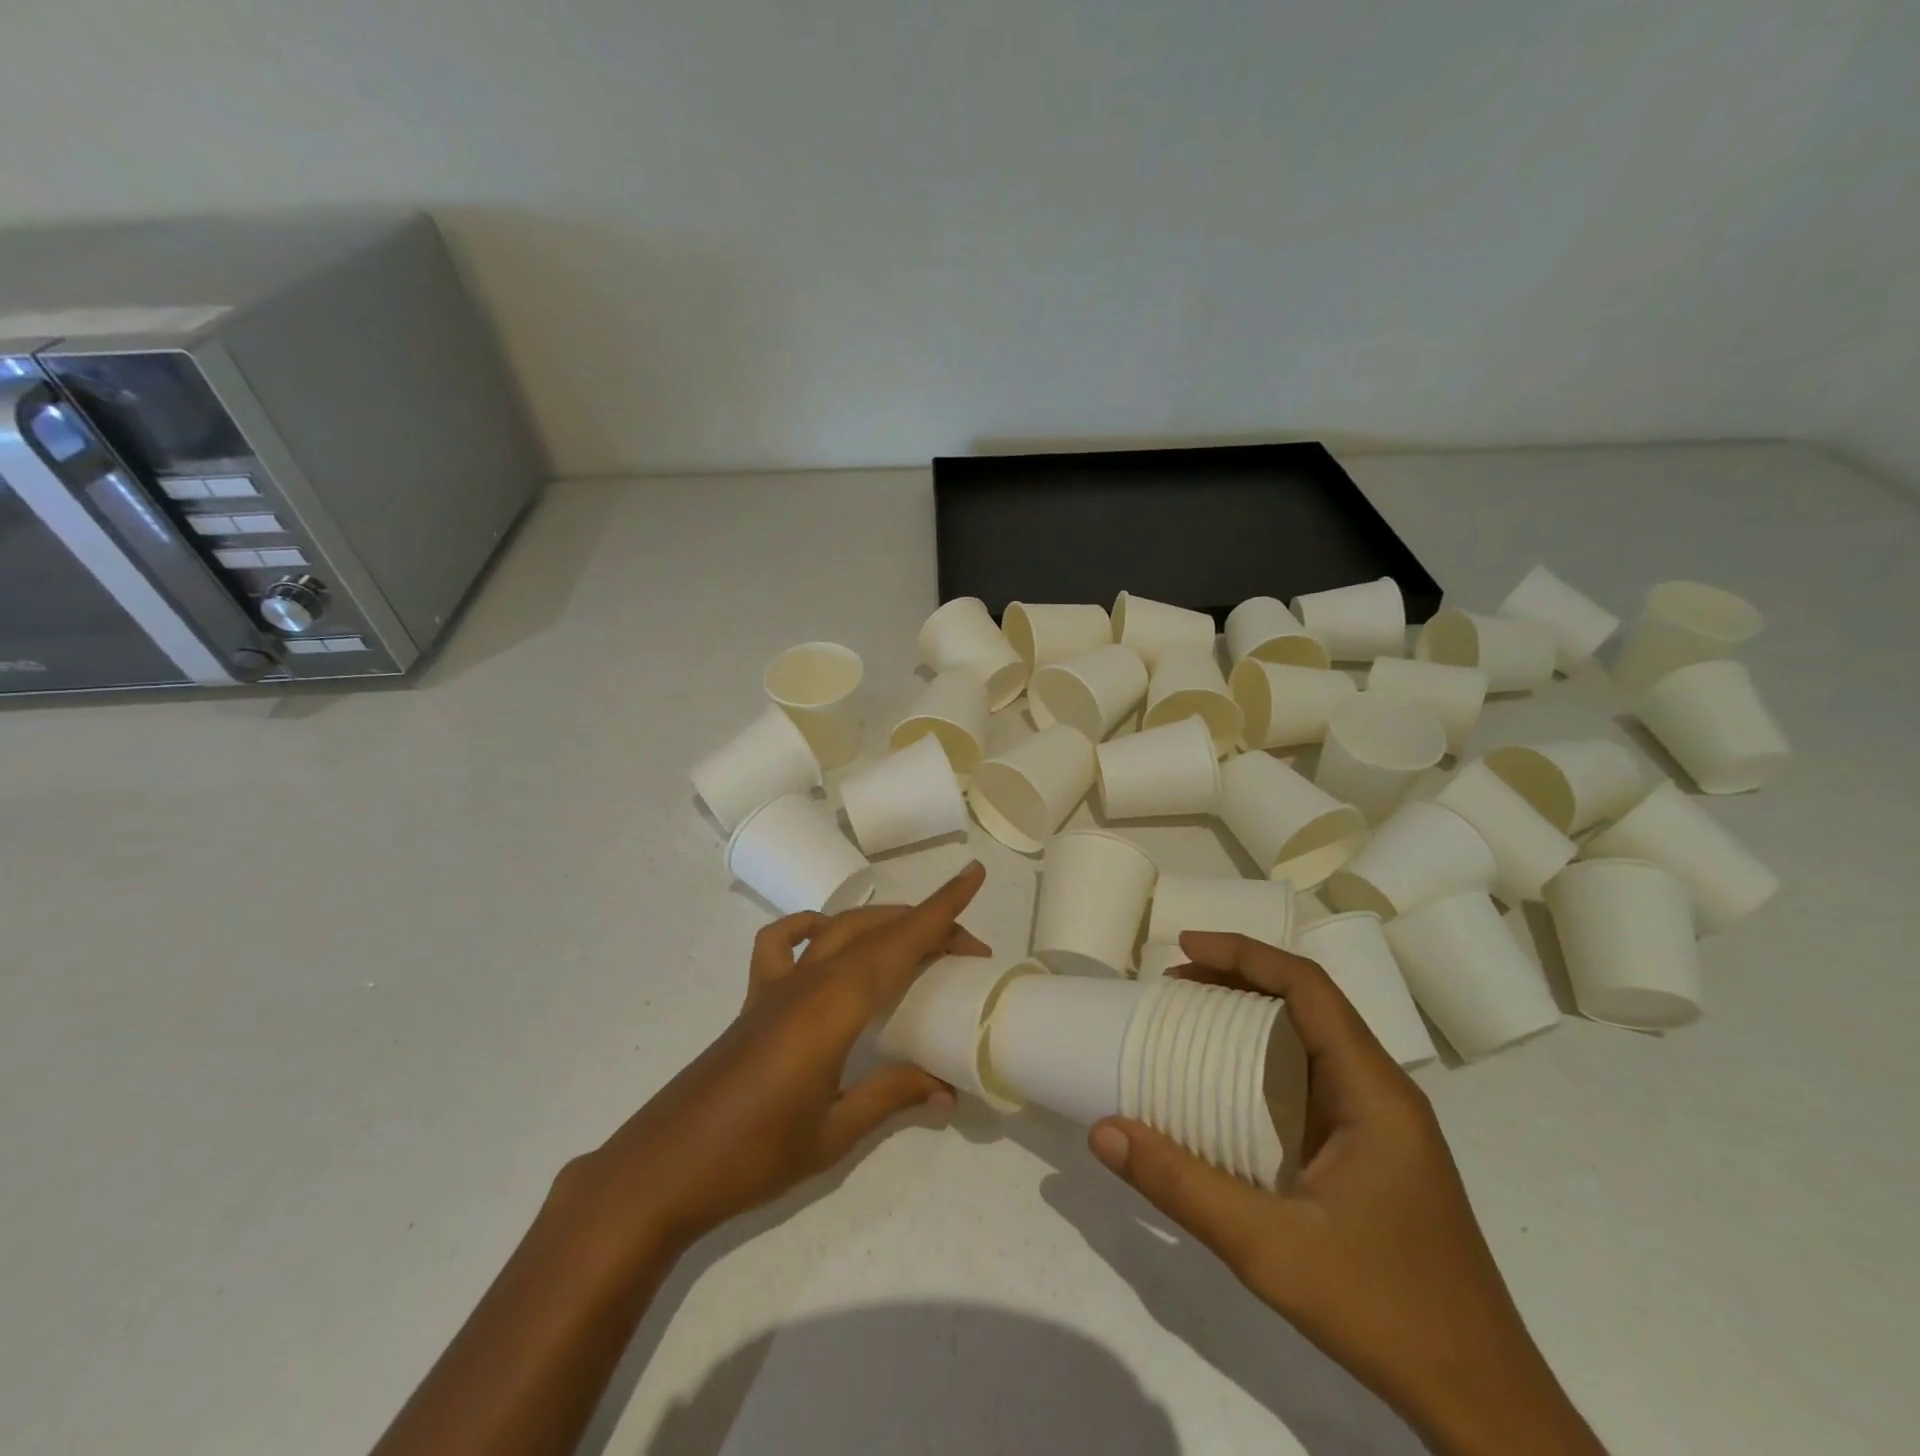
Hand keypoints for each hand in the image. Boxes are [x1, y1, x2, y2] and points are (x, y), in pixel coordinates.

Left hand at [565, 863, 989, 1258]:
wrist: (662, 1170)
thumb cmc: (753, 1156)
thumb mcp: (834, 1133)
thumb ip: (892, 1098)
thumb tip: (947, 1091)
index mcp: (834, 1008)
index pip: (899, 944)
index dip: (941, 909)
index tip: (974, 875)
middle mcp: (808, 982)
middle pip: (878, 932)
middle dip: (928, 926)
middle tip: (967, 950)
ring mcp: (776, 986)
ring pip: (839, 930)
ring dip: (883, 924)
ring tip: (916, 940)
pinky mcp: (754, 999)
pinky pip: (781, 943)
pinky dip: (808, 926)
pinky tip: (826, 937)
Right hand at [1087, 932, 1602, 1455]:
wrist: (1485, 1404)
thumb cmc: (1384, 1311)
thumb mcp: (1268, 1248)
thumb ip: (1182, 1185)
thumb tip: (1103, 1131)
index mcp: (1373, 1091)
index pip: (1309, 987)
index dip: (1244, 954)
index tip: (1183, 948)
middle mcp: (1383, 1092)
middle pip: (1309, 1003)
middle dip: (1239, 979)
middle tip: (1172, 985)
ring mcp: (1383, 1123)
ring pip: (1311, 1039)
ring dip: (1251, 1017)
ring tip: (1189, 1020)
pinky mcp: (1374, 1153)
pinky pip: (1312, 1078)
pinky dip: (1264, 1060)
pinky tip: (1228, 1088)